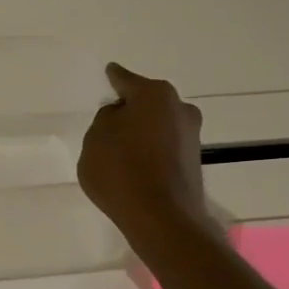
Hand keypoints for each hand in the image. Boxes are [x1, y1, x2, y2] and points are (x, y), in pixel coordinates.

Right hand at [78, 63, 214, 253]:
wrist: (161, 217)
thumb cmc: (121, 170)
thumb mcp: (95, 139)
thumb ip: (105, 120)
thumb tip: (121, 117)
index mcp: (154, 94)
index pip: (126, 80)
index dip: (115, 78)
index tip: (110, 71)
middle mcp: (179, 108)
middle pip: (147, 103)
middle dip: (131, 109)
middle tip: (110, 121)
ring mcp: (191, 136)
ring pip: (158, 125)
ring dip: (142, 132)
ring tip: (120, 150)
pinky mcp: (193, 162)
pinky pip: (164, 148)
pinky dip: (150, 152)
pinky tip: (135, 167)